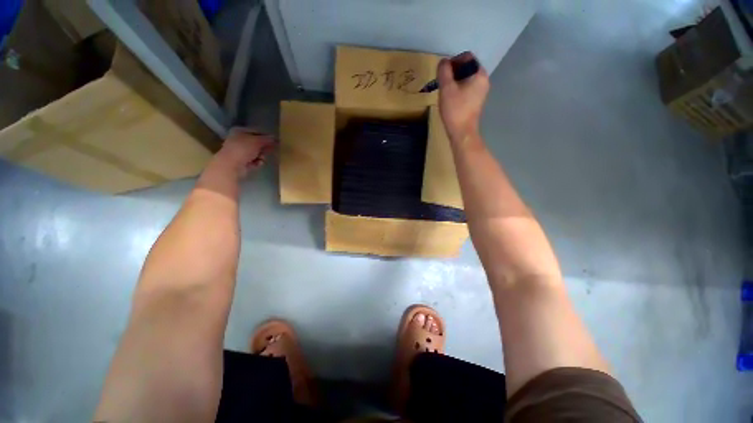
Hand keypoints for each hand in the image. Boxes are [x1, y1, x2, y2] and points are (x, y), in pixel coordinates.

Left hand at [214, 128, 275, 177]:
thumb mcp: (257, 141)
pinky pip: (253, 161)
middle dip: (264, 148)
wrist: (231, 165)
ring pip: (256, 153)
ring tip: (262, 158)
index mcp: (239, 131)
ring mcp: (239, 152)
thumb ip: (267, 139)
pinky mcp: (241, 162)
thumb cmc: (243, 149)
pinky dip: (257, 162)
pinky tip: (258, 164)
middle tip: (271, 150)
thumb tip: (275, 138)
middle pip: (256, 143)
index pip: (256, 132)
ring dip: (261, 156)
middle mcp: (238, 140)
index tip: (275, 141)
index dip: (266, 136)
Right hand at [437, 52, 489, 141]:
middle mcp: (483, 80)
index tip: (443, 72)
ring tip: (444, 91)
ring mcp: (481, 92)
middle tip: (442, 82)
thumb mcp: (446, 88)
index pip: (467, 57)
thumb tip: (443, 62)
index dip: (453, 61)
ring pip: (466, 79)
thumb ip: (444, 71)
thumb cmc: (455, 109)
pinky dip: (458, 90)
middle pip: (467, 68)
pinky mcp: (476, 101)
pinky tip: (450, 99)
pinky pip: (467, 89)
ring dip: (454, 82)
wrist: (462, 132)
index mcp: (479, 74)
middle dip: (453, 72)